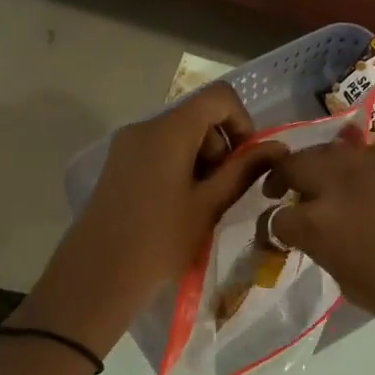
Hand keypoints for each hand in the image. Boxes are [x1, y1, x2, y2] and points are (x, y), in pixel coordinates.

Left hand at [18, 84, 285, 356]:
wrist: (96, 276)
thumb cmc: (160, 240)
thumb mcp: (210, 205)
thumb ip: (244, 170)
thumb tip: (278, 148)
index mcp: (168, 130)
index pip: (218, 97)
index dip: (243, 121)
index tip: (247, 160)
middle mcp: (144, 127)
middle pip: (198, 116)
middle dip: (221, 147)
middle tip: (224, 191)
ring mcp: (126, 146)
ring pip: (179, 136)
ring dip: (201, 161)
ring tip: (202, 205)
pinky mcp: (118, 165)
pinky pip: (159, 151)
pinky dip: (180, 168)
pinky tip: (179, 207)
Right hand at [264, 142, 374, 374]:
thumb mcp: (360, 290)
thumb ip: (332, 255)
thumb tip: (323, 240)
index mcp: (325, 223)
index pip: (282, 216)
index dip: (277, 228)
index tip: (281, 236)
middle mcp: (349, 183)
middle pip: (301, 163)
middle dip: (288, 178)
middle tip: (287, 193)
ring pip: (341, 154)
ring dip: (327, 170)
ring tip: (333, 191)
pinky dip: (369, 175)